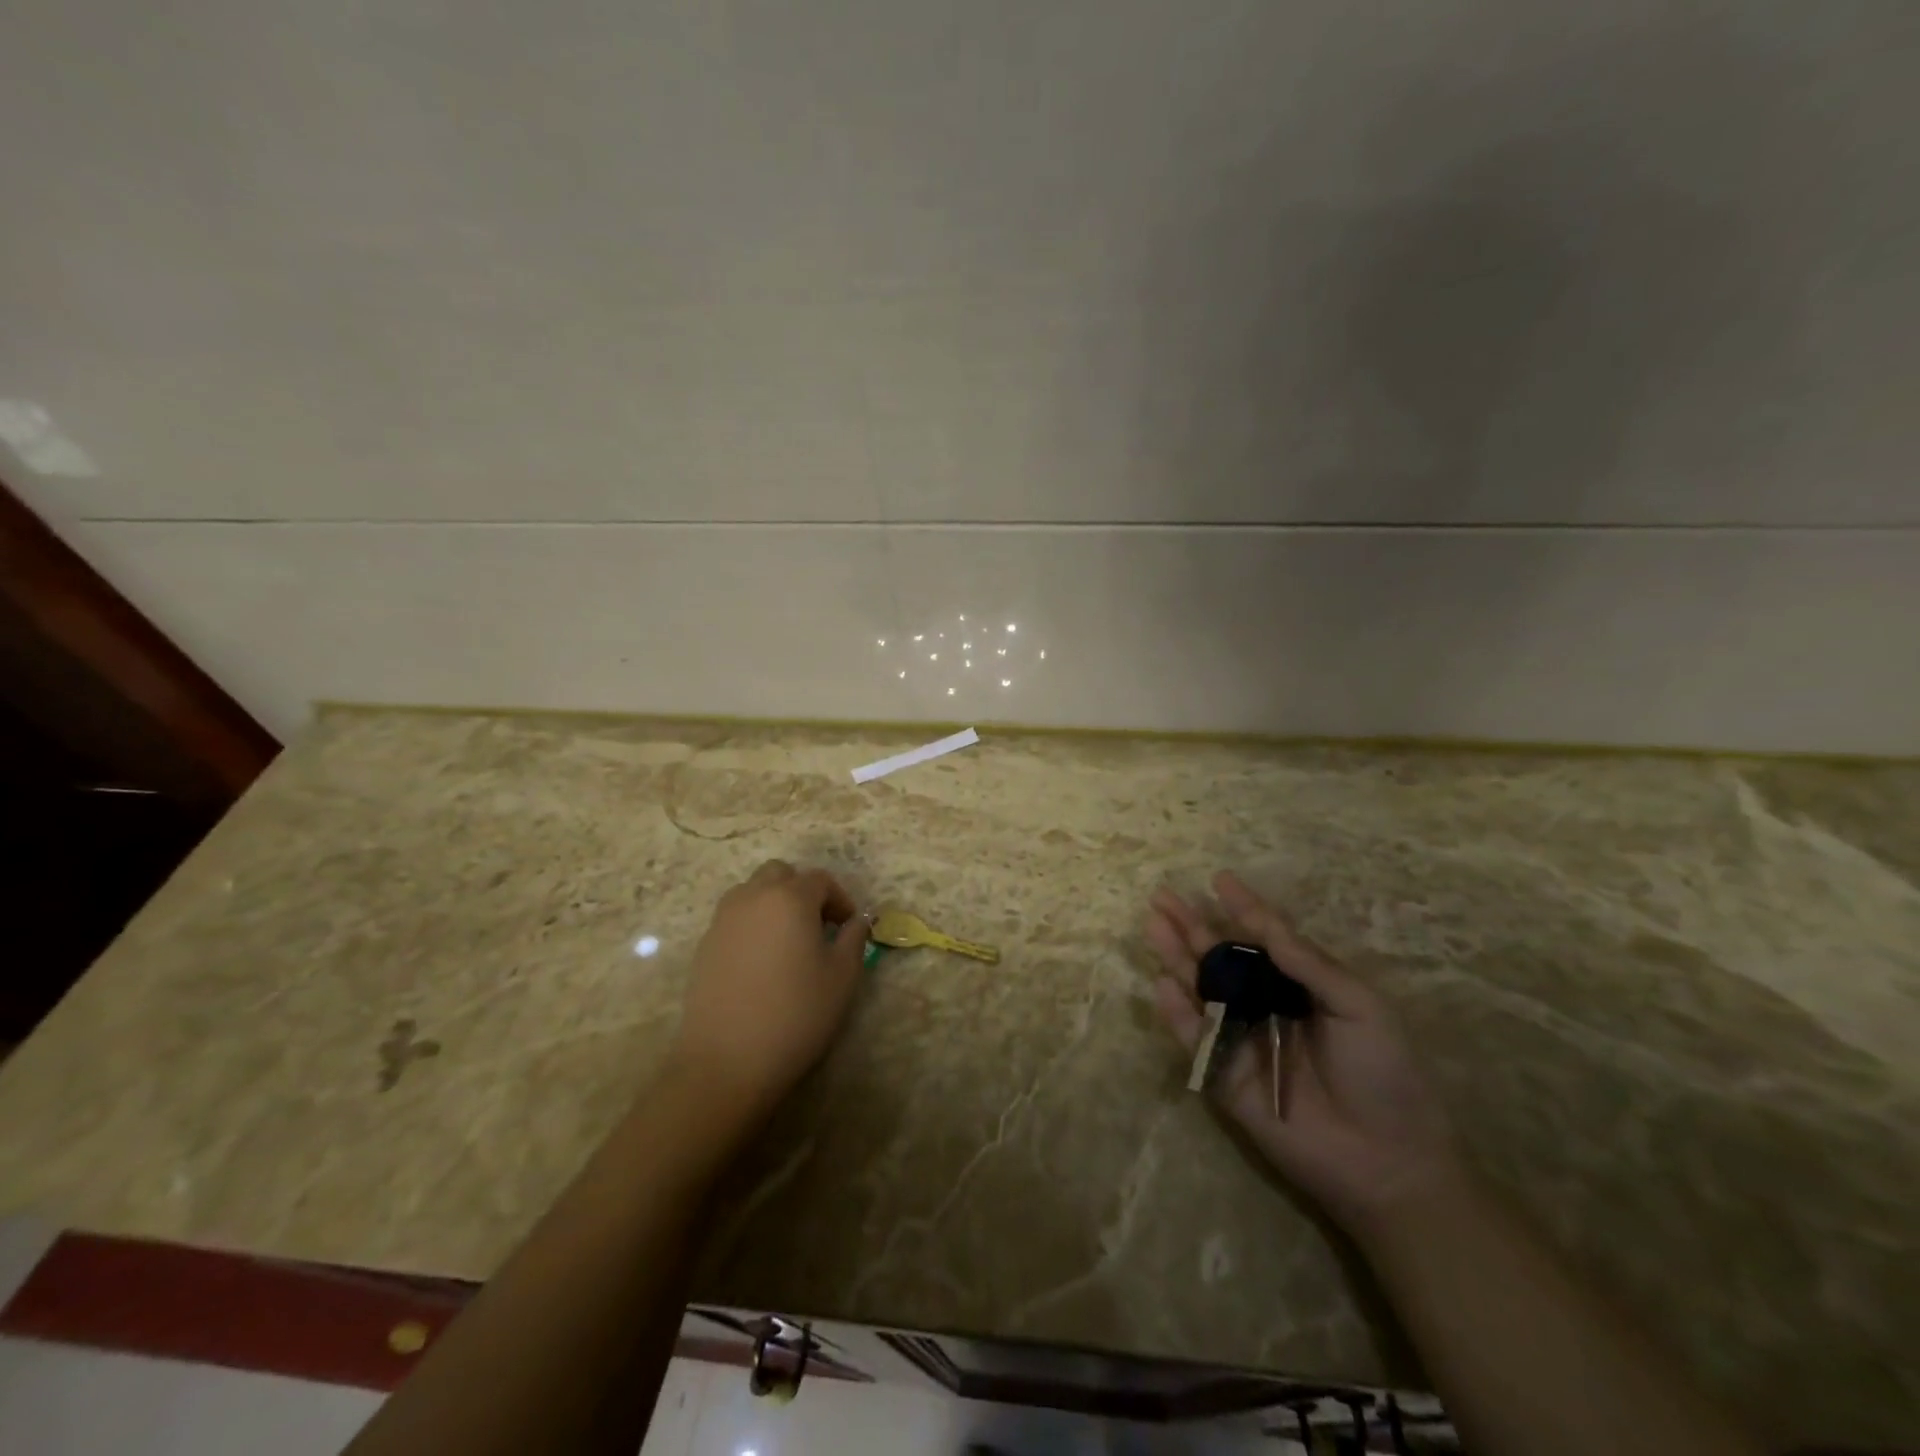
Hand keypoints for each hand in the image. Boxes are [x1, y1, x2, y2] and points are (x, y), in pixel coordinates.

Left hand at [669, 859, 869, 1123]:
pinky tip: (761, 964)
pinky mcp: (704, 945)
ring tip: (788, 942)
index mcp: (790, 898)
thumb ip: (854, 938)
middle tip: (817, 927)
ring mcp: (723, 920)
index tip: (848, 929)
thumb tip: (859, 920)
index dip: (840, 900)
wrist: (727, 1061)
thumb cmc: (796, 1014)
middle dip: (802, 892)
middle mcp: (753, 898)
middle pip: (780, 875)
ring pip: (752, 892)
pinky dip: (752, 926)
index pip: (820, 880)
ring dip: (773, 904)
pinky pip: (734, 919)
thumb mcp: (842, 977)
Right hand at [1146, 871, 1457, 1230]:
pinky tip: (1162, 983)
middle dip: (1192, 926)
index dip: (1244, 909)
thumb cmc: (1384, 1074)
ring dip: (1176, 958)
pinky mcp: (1225, 1077)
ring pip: (1201, 990)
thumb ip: (1310, 964)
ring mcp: (1242, 1041)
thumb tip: (1266, 924)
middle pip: (1221, 958)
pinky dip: (1177, 1013)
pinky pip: (1196, 1040)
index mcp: (1302, 987)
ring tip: (1154, 924)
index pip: (1266, 939)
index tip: (1220, 879)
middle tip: (1162, 896)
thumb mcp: (1360, 1006)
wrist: (1388, 1162)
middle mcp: (1266, 1007)